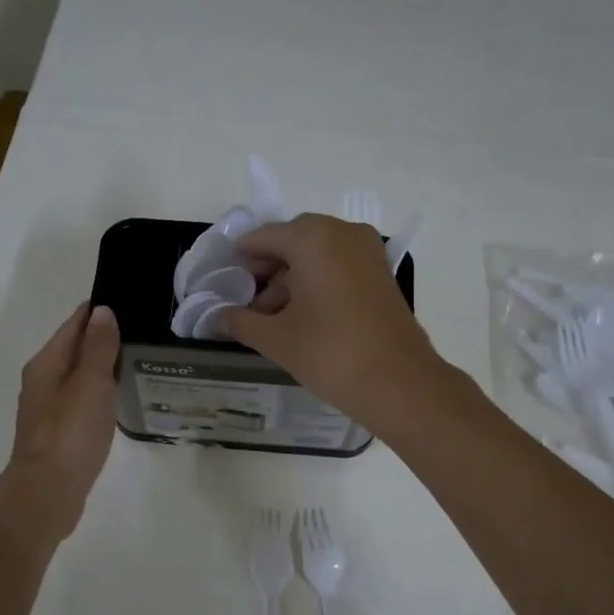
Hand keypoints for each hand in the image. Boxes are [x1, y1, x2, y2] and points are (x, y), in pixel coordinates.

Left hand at [1, 302, 120, 538]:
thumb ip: (98, 348)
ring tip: (141, 362)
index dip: (101, 311)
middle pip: (76, 349)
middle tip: (147, 332)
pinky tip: (121, 400)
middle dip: (105, 339)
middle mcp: (42, 381)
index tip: (133, 303)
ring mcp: (50, 409)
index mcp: (46, 363)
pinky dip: (101, 395)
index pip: (75, 324)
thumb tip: (102, 311)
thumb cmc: (70, 433)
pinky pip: (83, 402)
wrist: (48, 492)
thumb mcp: (90, 384)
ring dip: (104, 368)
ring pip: (80, 377)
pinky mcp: (60, 434)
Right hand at [225, 215, 443, 430]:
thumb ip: (240, 321)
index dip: (240, 260)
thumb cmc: (329, 353)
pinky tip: (305, 318)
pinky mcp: (381, 273)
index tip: (225, 285)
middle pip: (292, 241)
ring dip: (292, 279)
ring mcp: (367, 251)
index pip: (262, 237)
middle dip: (268, 270)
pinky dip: (318, 283)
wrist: (398, 382)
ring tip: (274, 319)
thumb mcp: (275, 339)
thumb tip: (216, 317)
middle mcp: (341, 232)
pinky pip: (339, 266)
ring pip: (317, 254)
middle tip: (250, 305)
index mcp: (311, 238)